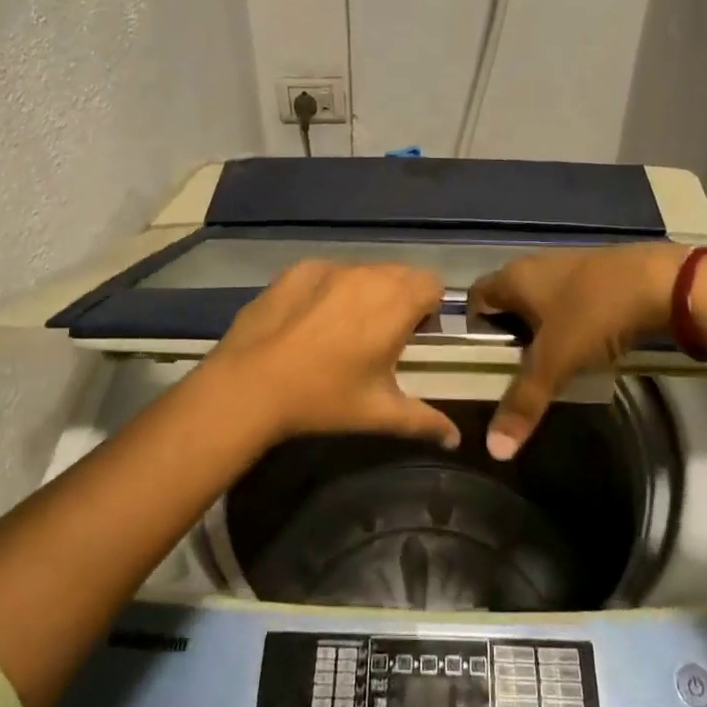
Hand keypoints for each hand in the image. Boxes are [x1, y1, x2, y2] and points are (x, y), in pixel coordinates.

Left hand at [201, 261, 460, 450]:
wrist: (250, 384)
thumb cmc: (323, 398)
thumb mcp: (378, 413)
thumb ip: (424, 421)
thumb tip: (455, 438)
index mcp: (395, 304)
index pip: (432, 284)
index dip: (429, 308)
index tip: (413, 337)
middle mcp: (367, 275)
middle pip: (401, 274)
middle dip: (401, 298)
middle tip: (381, 335)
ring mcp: (331, 268)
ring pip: (365, 270)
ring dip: (367, 291)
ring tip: (345, 327)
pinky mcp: (299, 269)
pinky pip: (330, 272)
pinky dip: (332, 288)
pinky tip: (311, 320)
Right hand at [468, 243, 687, 458]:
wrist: (662, 281)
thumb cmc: (593, 313)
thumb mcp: (555, 361)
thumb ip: (524, 402)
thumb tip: (492, 449)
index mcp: (513, 277)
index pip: (476, 299)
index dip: (473, 329)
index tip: (484, 362)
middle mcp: (535, 265)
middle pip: (508, 301)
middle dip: (509, 334)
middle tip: (516, 371)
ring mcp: (569, 265)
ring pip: (542, 301)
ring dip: (542, 329)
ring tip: (551, 365)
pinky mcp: (599, 272)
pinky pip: (571, 300)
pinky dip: (571, 322)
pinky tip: (586, 346)